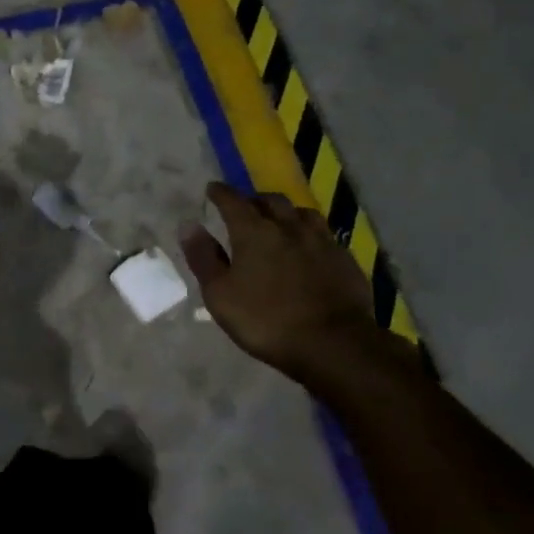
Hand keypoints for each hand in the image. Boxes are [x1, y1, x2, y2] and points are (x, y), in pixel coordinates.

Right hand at [180, 182, 398, 402]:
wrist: (334, 343)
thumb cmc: (267, 321)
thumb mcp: (220, 295)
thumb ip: (203, 258)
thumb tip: (188, 225)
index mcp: (254, 231)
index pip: (233, 201)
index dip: (220, 193)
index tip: (212, 189)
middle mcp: (288, 226)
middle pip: (270, 200)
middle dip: (254, 199)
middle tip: (246, 207)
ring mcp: (321, 240)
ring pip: (302, 212)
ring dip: (286, 212)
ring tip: (281, 221)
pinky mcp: (344, 258)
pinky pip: (324, 235)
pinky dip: (310, 234)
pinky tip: (310, 247)